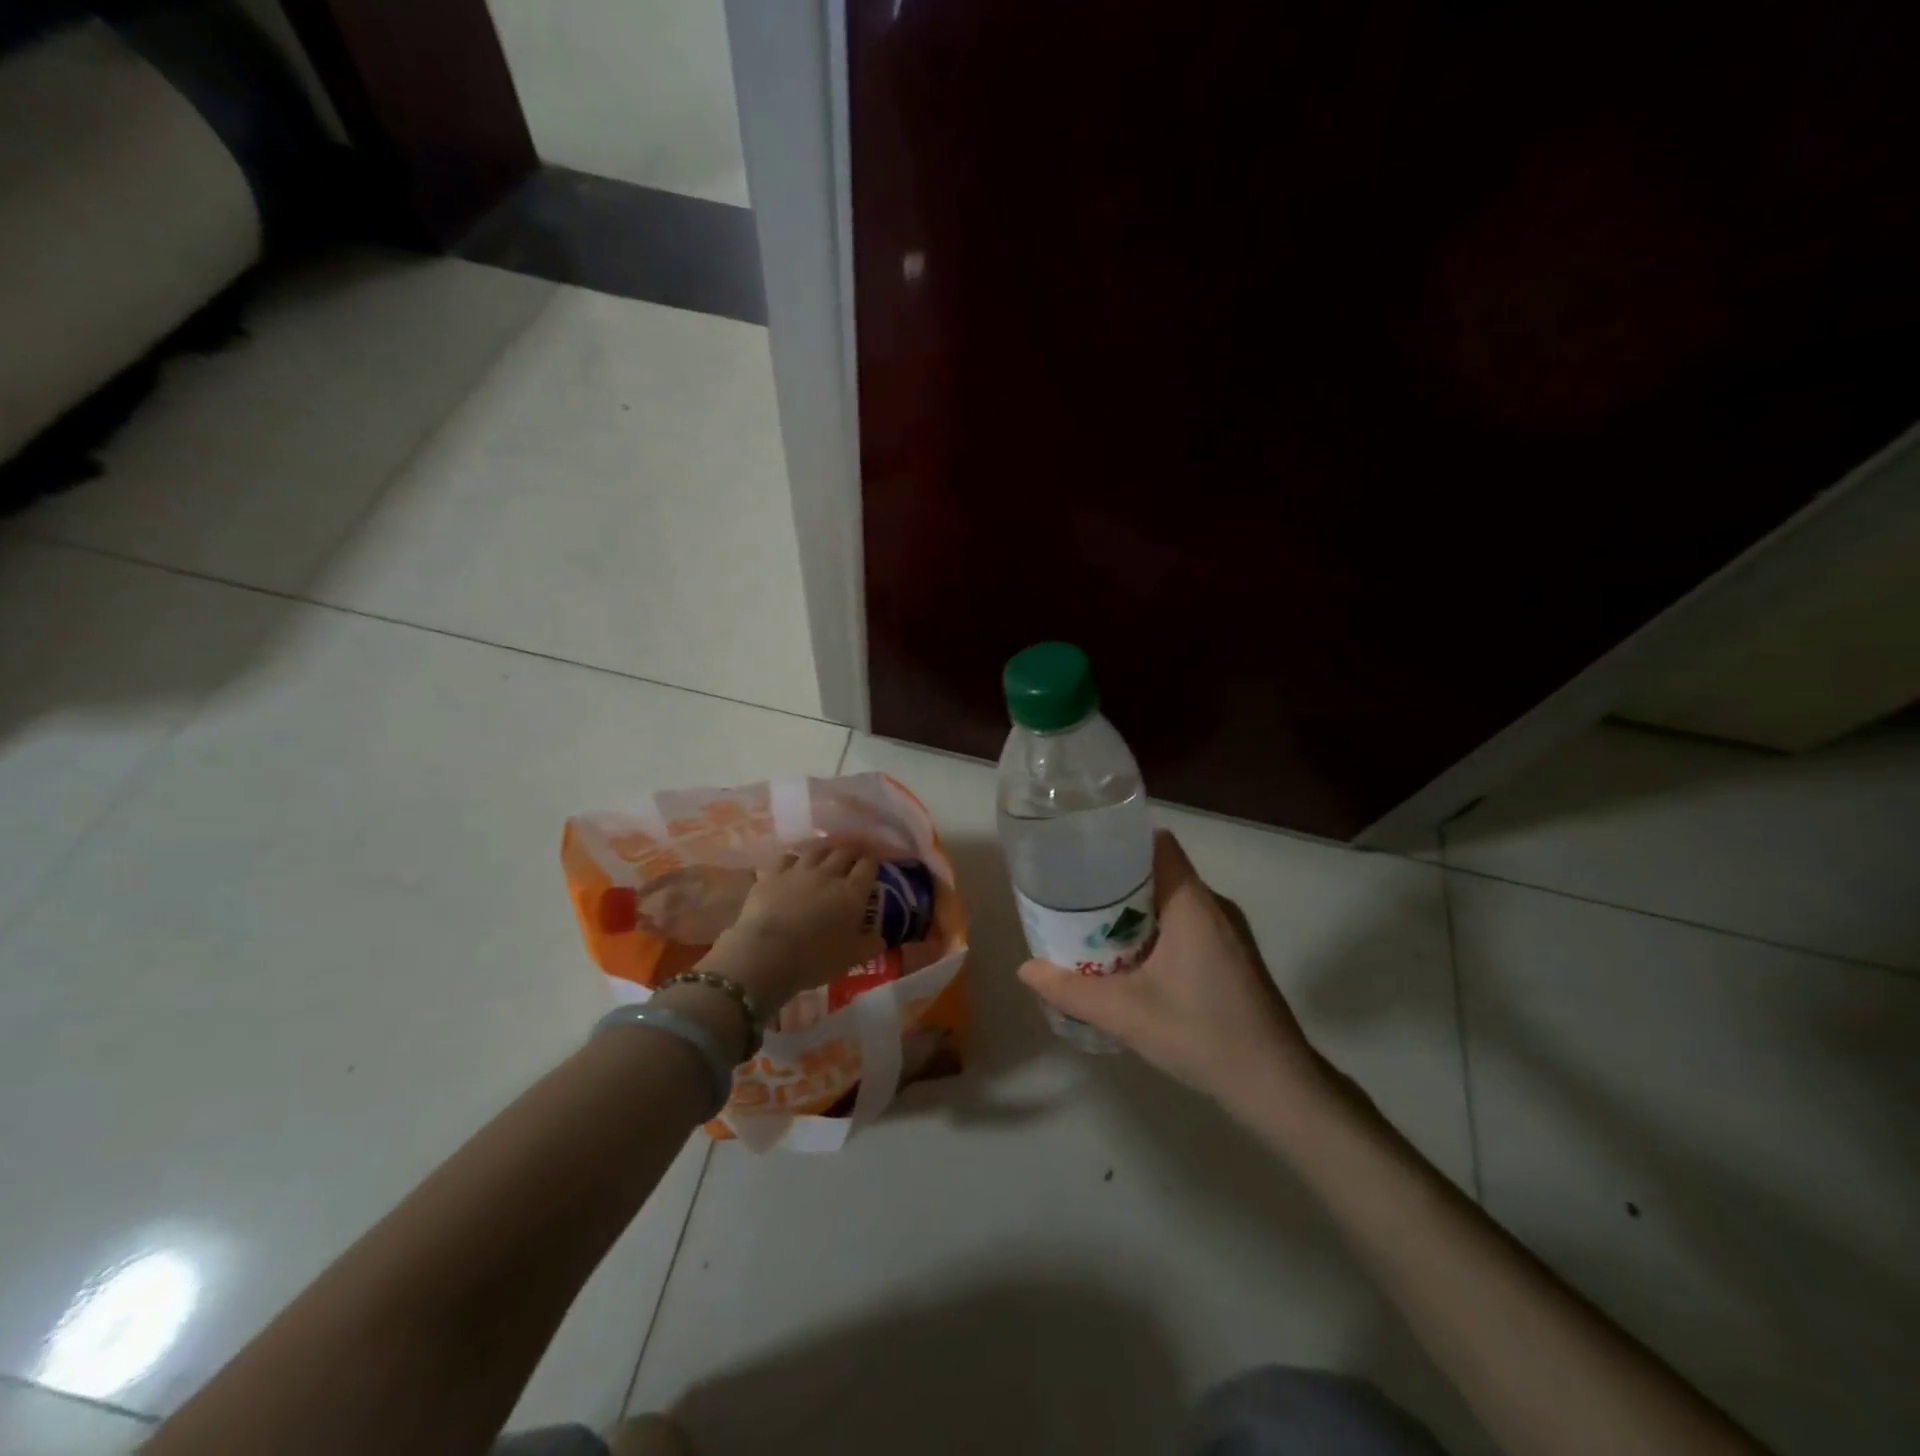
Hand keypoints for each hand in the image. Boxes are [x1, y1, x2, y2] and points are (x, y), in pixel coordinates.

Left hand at [703, 841, 882, 1011]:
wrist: (767, 954)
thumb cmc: (815, 959)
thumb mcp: (851, 958)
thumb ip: (870, 945)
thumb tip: (881, 938)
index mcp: (852, 892)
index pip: (868, 866)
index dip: (874, 862)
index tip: (876, 864)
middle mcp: (828, 873)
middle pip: (844, 851)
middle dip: (852, 851)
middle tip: (855, 855)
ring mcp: (798, 871)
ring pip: (816, 849)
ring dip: (826, 848)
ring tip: (828, 851)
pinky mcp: (772, 875)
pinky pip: (787, 858)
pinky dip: (794, 858)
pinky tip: (794, 863)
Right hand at [1018, 830, 1331, 1110]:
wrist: (1277, 1085)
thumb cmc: (1201, 1033)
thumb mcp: (1125, 1013)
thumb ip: (1072, 990)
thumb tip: (1025, 969)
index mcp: (1192, 902)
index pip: (1158, 844)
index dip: (1121, 841)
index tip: (1084, 853)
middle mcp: (1214, 906)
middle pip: (1161, 872)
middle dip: (1118, 881)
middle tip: (1076, 896)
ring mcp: (1230, 932)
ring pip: (1175, 901)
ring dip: (1137, 909)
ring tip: (1094, 926)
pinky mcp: (1235, 957)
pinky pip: (1189, 924)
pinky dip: (1158, 930)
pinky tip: (1133, 961)